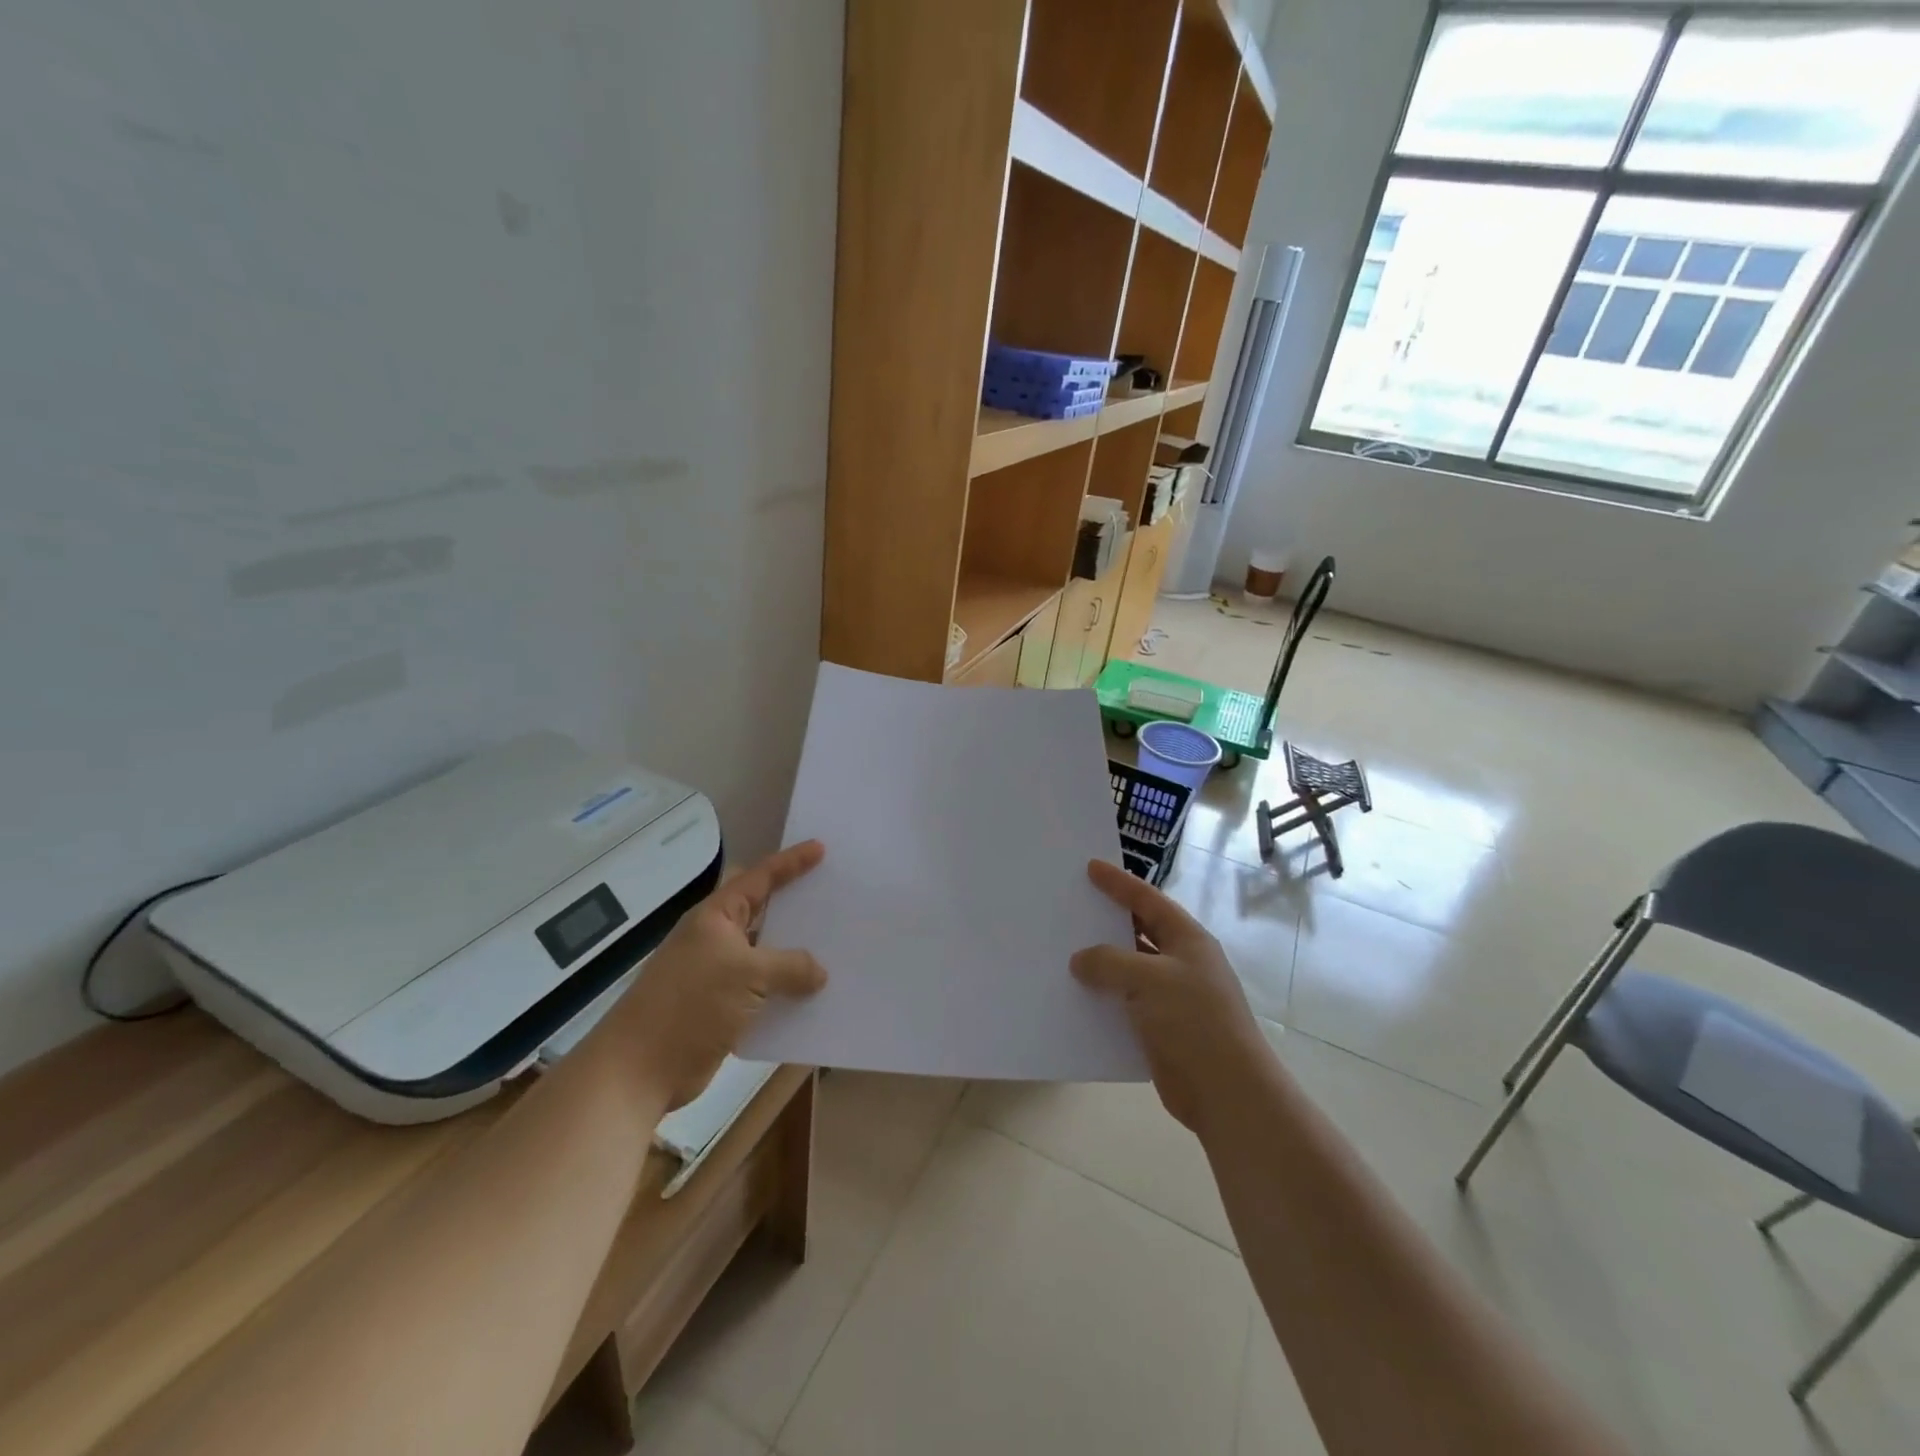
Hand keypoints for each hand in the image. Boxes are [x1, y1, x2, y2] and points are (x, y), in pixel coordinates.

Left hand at [613, 841, 828, 1108]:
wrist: (640, 1069)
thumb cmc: (691, 1004)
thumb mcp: (748, 974)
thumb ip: (790, 967)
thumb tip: (819, 972)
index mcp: (717, 917)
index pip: (759, 878)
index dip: (790, 863)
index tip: (820, 849)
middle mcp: (716, 939)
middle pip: (763, 913)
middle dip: (795, 906)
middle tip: (832, 896)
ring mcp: (718, 975)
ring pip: (766, 956)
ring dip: (795, 957)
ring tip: (836, 949)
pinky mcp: (721, 1009)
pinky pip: (764, 992)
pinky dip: (786, 992)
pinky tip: (815, 996)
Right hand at [1071, 859, 1269, 1134]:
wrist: (1227, 1092)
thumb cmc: (1194, 1021)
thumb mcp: (1149, 979)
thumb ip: (1109, 962)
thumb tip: (1080, 960)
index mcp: (1188, 940)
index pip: (1148, 901)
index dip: (1120, 883)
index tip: (1091, 867)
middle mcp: (1182, 963)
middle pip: (1139, 931)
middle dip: (1108, 920)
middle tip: (1073, 905)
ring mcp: (1173, 997)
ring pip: (1129, 969)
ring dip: (1101, 963)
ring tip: (1064, 950)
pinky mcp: (1161, 1028)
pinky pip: (1125, 1002)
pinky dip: (1103, 997)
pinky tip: (1076, 996)